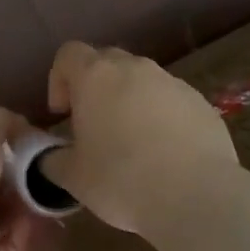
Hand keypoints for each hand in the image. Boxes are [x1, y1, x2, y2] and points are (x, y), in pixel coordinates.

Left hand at [0, 106, 37, 250]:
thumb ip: (0, 122)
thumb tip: (19, 120)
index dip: (7, 151)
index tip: (35, 148)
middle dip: (22, 182)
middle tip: (50, 176)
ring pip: (3, 218)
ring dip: (26, 210)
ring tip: (50, 200)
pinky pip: (8, 247)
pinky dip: (23, 237)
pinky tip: (37, 225)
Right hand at [41, 41, 237, 234]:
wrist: (196, 197)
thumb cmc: (121, 180)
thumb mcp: (72, 177)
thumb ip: (51, 160)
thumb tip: (47, 157)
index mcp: (95, 77)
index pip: (68, 54)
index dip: (59, 79)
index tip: (62, 114)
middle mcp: (135, 68)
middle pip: (106, 61)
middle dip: (94, 86)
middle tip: (91, 125)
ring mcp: (173, 83)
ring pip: (142, 81)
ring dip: (129, 101)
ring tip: (130, 142)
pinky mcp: (202, 104)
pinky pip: (171, 101)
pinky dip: (160, 117)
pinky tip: (163, 154)